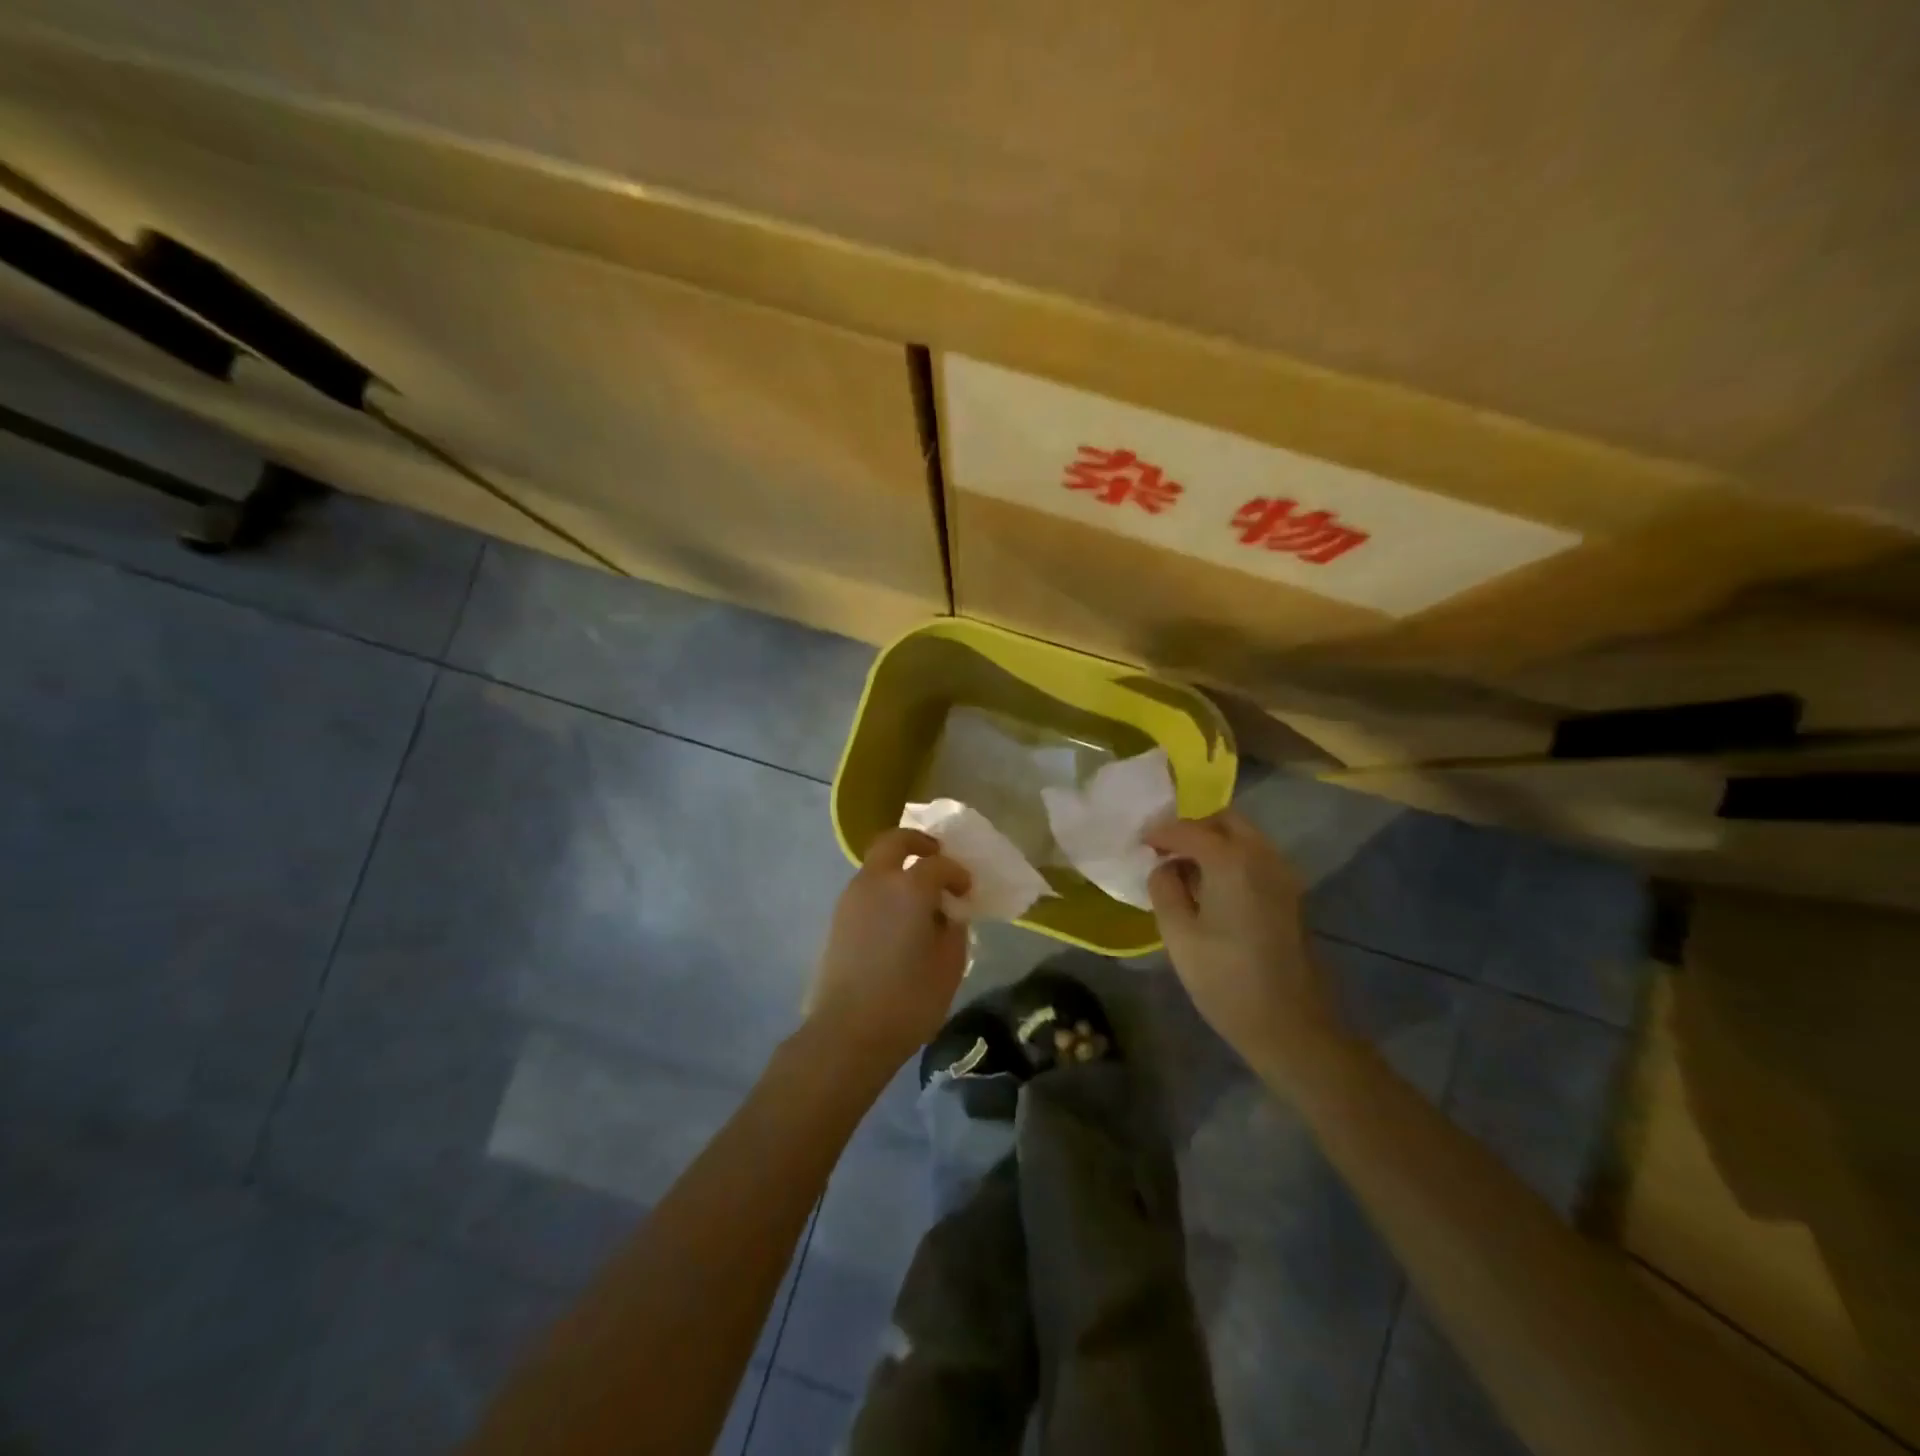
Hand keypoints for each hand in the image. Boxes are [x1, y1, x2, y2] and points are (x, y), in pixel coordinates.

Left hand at [806, 828, 972, 1072]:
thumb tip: (947, 915)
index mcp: (909, 887)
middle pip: (894, 840)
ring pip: (876, 865)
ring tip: (918, 896)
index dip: (957, 873)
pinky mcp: (837, 918)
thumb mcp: (949, 966)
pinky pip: (866, 889)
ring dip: (898, 868)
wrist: (847, 1032)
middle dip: (918, 842)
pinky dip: (884, 890)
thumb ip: (953, 930)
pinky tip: (897, 919)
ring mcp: (851, 898)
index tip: (967, 891)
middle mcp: (877, 881)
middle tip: (936, 856)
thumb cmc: (908, 999)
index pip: (939, 864)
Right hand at [1145, 810, 1344, 1075]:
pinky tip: (1211, 887)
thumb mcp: (1178, 935)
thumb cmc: (1226, 980)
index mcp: (1232, 861)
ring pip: (1245, 837)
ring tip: (1184, 868)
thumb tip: (1164, 867)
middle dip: (1193, 828)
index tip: (1139, 844)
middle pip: (1226, 820)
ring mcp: (1283, 875)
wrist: (1291, 1025)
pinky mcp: (1290, 895)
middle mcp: (1263, 856)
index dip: (1160, 833)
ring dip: (1214, 841)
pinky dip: (1231, 857)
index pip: (1189, 829)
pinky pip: (1257, 857)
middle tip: (1165, 850)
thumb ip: (1164, 889)